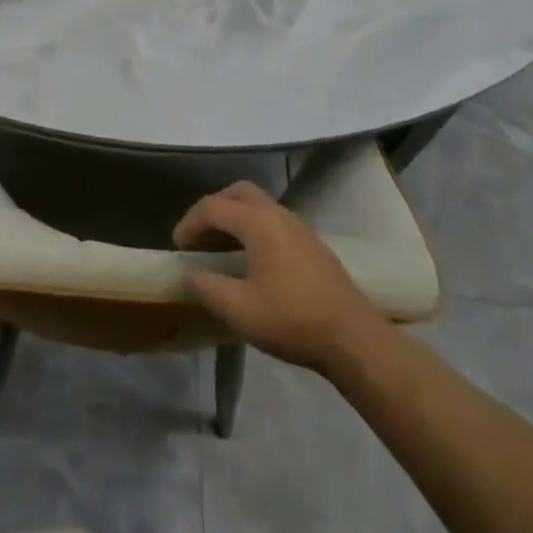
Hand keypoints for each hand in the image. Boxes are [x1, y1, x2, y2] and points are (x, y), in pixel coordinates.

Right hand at [174, 182, 387, 373]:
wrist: (354, 339)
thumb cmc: (292, 320)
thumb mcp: (239, 310)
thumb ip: (206, 287)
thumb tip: (188, 273)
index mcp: (258, 222)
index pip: (213, 207)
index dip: (190, 223)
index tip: (178, 248)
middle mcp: (278, 214)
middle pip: (238, 192)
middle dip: (214, 208)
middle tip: (200, 235)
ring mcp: (299, 227)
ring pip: (259, 205)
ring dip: (236, 217)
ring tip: (222, 249)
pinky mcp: (313, 244)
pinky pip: (274, 221)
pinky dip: (255, 228)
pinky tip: (254, 261)